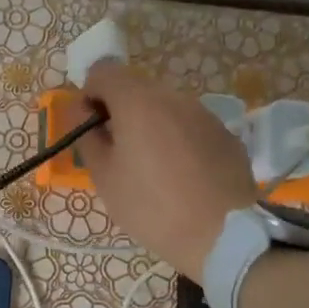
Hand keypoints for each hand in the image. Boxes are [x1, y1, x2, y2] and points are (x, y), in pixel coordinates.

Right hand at [74, 61, 258, 280]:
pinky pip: (190, 127)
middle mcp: (174, 97)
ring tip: (151, 168)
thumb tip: (82, 113)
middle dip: (120, 112)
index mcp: (138, 102)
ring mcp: (205, 114)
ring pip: (165, 108)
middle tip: (117, 153)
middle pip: (136, 88)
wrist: (224, 236)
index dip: (89, 95)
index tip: (91, 128)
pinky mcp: (226, 135)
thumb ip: (88, 137)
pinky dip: (178, 141)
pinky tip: (181, 177)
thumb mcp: (104, 177)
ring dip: (151, 126)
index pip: (103, 71)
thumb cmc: (152, 207)